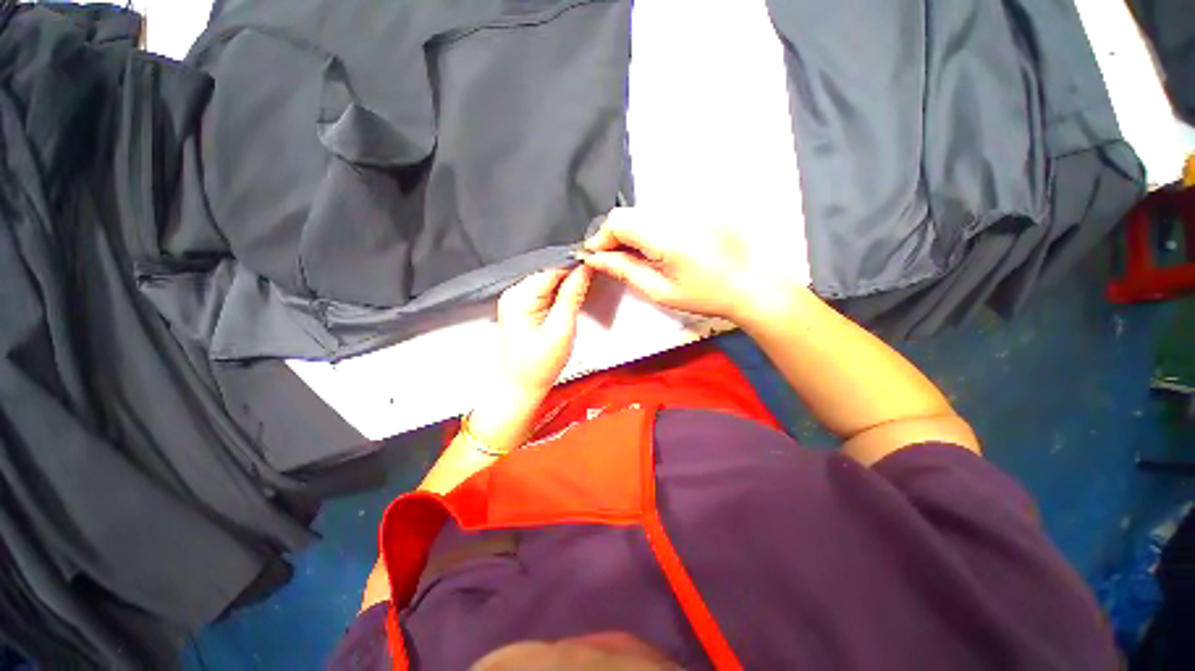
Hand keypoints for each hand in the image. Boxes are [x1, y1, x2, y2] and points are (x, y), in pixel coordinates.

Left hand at [496, 266, 592, 397]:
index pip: (552, 269)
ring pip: (548, 283)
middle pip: (549, 273)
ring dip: (565, 288)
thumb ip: (572, 296)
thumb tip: (584, 271)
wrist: (521, 387)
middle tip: (590, 287)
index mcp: (519, 298)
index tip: (594, 270)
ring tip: (578, 300)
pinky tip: (566, 307)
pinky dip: (558, 297)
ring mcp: (516, 302)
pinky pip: (544, 294)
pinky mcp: (521, 309)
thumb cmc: (537, 367)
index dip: (575, 268)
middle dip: (571, 278)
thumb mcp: (561, 330)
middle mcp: (513, 295)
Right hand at [581, 207, 809, 323]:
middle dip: (613, 236)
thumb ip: (625, 271)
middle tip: (615, 261)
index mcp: (667, 236)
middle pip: (628, 214)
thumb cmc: (706, 295)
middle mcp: (676, 212)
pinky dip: (647, 229)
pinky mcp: (695, 206)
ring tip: (638, 258)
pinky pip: (658, 213)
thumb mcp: (661, 291)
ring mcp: (688, 206)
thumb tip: (595, 258)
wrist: (751, 283)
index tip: (596, 256)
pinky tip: (656, 249)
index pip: (618, 221)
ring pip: (641, 213)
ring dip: (630, 233)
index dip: (601, 237)